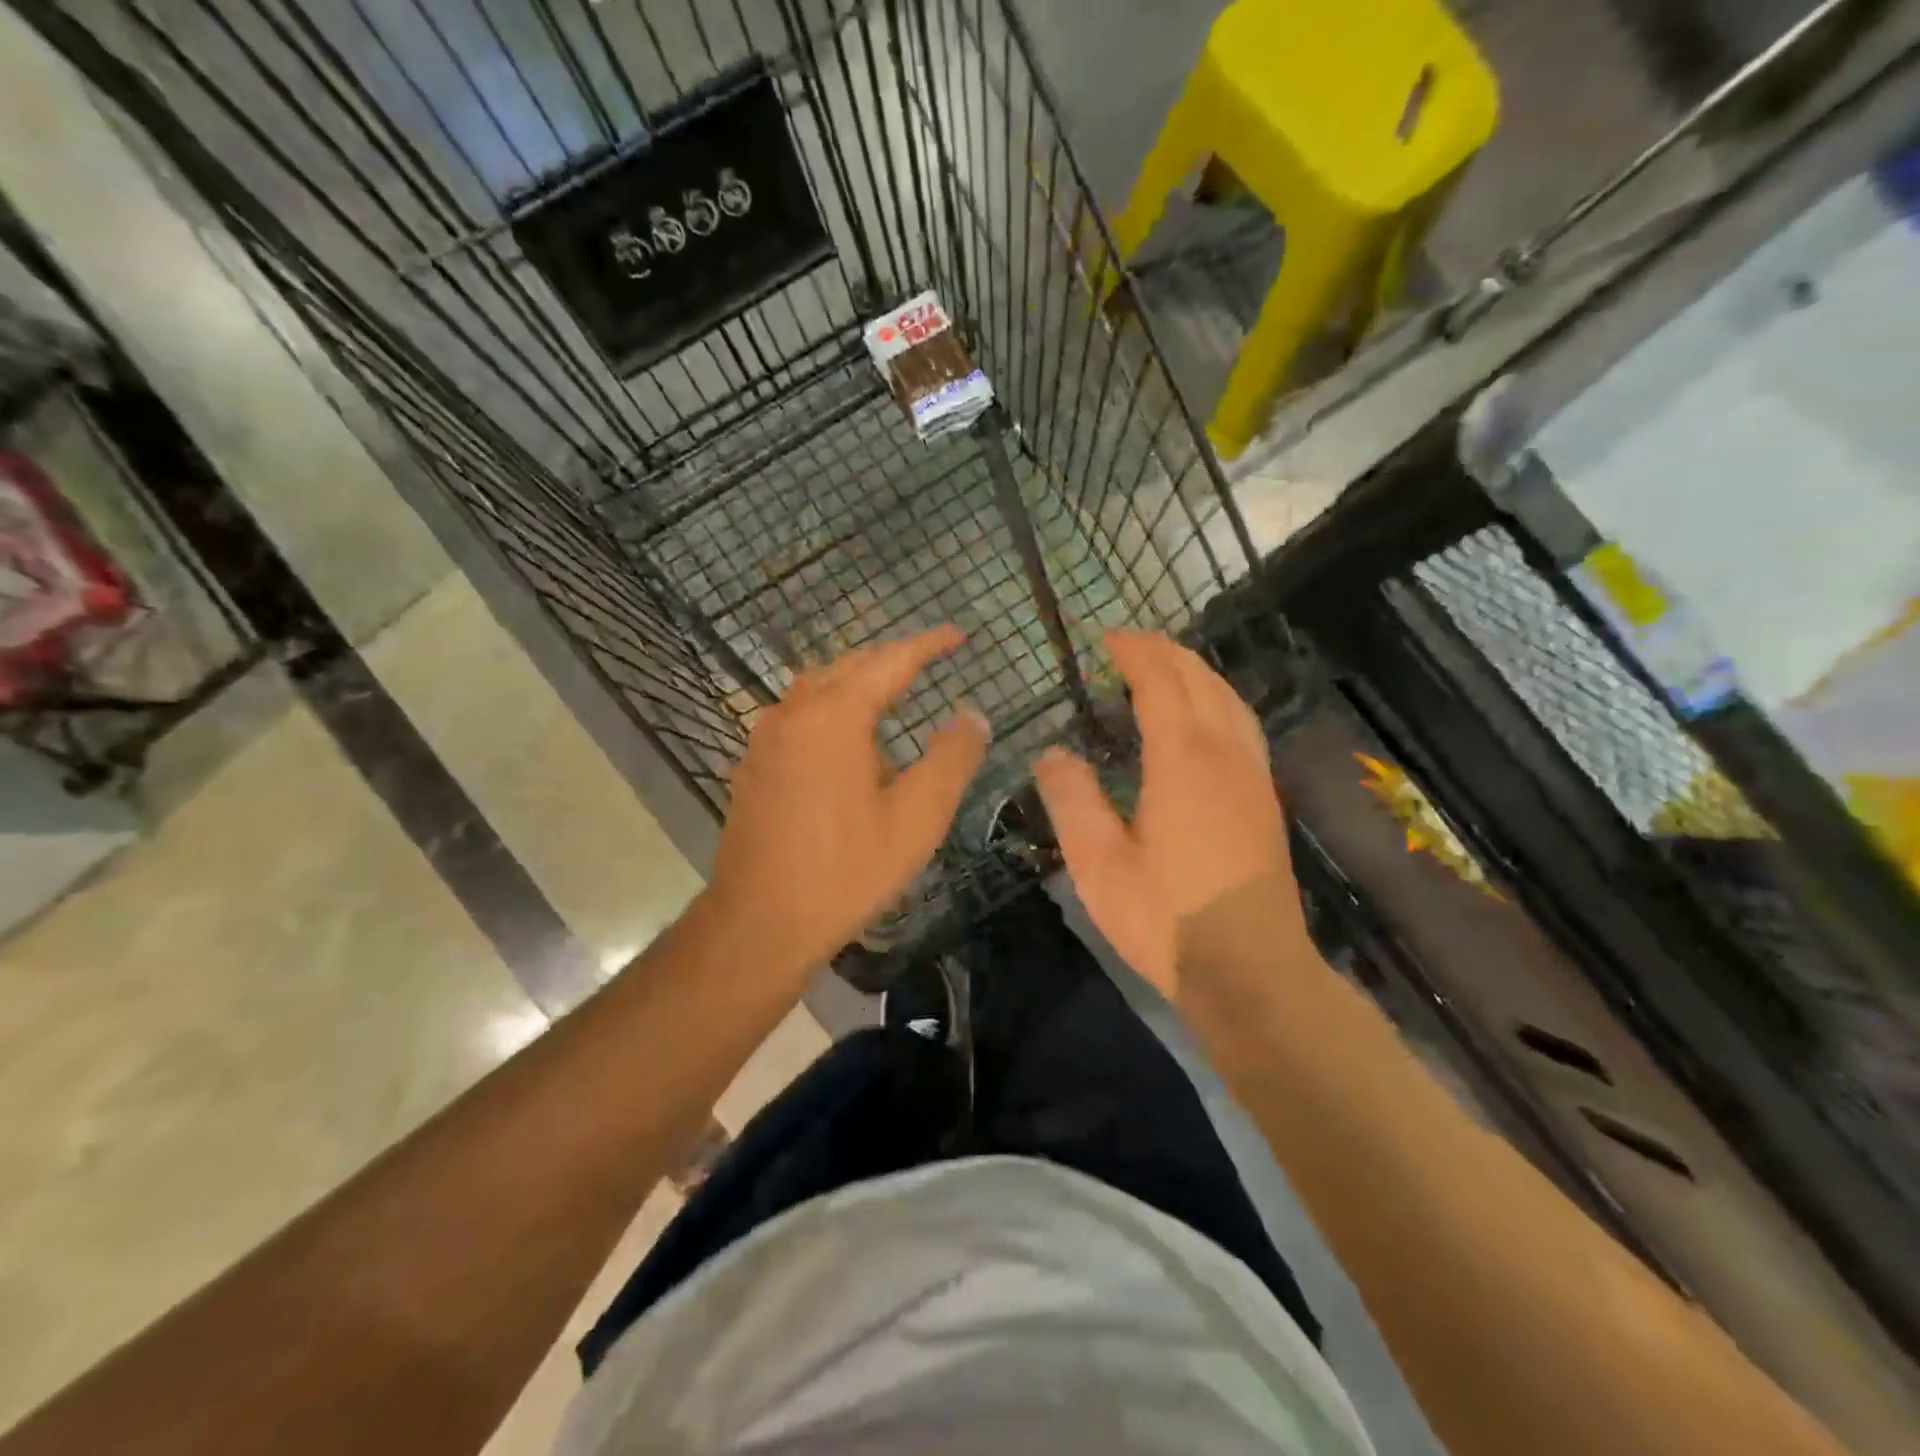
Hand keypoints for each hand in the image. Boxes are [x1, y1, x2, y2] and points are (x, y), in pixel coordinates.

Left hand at [704, 626, 989, 978]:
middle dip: (892, 659)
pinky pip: (798, 715)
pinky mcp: (753, 765)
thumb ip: (952, 758)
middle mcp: (794, 711)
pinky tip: (845, 740)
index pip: (892, 661)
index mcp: (835, 714)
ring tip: (892, 692)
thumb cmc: (846, 870)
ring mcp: (765, 738)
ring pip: (817, 687)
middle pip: (849, 666)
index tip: (959, 635)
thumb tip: (972, 715)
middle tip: (930, 661)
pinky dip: (831, 707)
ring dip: (858, 681)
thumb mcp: (917, 817)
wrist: (759, 922)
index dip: (929, 644)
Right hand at [1034, 629, 1297, 998]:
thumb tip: (1052, 753)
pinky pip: (1242, 725)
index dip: (1134, 652)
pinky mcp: (1265, 799)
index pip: (1162, 682)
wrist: (1251, 970)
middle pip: (1201, 680)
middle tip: (1127, 646)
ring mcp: (1253, 776)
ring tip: (1163, 670)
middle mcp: (1226, 753)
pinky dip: (1216, 701)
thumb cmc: (1167, 918)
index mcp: (1184, 759)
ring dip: (1196, 673)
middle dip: (1165, 653)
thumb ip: (1072, 800)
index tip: (1105, 638)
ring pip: (1229, 699)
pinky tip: (1201, 721)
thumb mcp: (1098, 864)